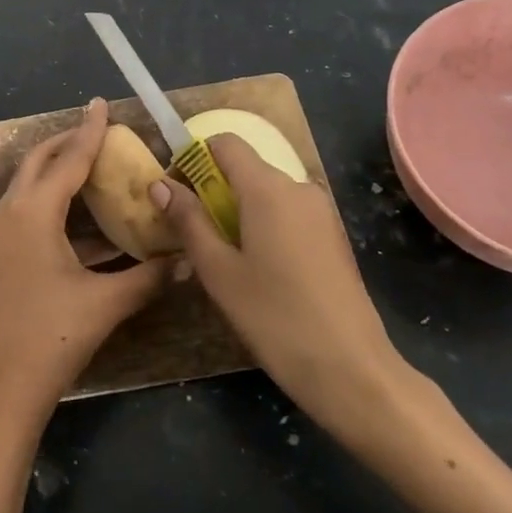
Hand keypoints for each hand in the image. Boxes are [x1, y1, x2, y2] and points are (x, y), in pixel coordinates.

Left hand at [0, 99, 169, 428]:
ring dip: (58, 170)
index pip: (67, 160)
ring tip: (94, 164)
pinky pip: (28, 210)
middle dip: (67, 142)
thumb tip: (187, 259)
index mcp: (33, 213)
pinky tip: (86, 218)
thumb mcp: (106, 303)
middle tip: (99, 131)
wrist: (1, 388)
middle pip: (39, 162)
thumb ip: (148, 276)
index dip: (89, 132)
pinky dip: (54, 201)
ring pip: (29, 185)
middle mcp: (10, 213)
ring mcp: (0, 234)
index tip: (101, 104)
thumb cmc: (52, 338)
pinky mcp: (1, 253)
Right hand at [151, 135, 416, 435]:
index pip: (225, 143)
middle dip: (213, 189)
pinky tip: (258, 269)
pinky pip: (288, 213)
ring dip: (238, 210)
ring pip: (266, 193)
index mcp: (268, 188)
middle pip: (245, 168)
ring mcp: (321, 211)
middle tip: (191, 232)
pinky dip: (264, 224)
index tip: (175, 192)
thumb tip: (160, 184)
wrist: (351, 369)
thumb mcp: (218, 271)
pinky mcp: (333, 235)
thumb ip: (188, 221)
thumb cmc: (274, 317)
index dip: (194, 158)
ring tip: (221, 257)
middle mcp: (298, 187)